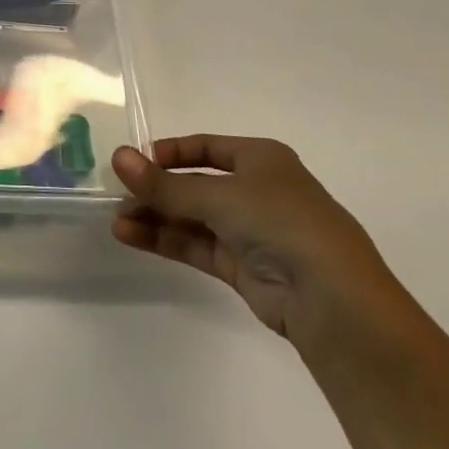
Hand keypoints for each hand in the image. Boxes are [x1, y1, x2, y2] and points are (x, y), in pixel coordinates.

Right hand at [111, 135, 402, 352]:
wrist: (333, 301)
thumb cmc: (280, 224)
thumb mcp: (218, 195)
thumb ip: (164, 184)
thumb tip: (118, 156)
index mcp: (261, 159)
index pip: (206, 147)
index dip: (170, 152)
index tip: (134, 162)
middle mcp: (256, 190)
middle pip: (195, 184)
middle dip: (156, 190)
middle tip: (116, 196)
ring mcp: (250, 231)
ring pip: (192, 217)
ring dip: (155, 217)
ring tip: (117, 221)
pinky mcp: (243, 267)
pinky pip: (196, 245)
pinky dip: (165, 240)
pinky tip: (131, 237)